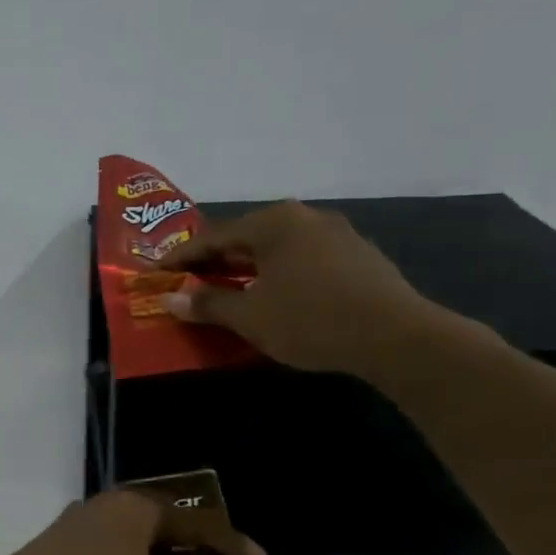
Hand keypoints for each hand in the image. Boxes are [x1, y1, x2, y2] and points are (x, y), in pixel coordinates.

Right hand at [157, 199, 442, 375]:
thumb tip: (170, 300)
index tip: (157, 273)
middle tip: (188, 281)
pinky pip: (303, 259)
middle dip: (215, 261)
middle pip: (246, 238)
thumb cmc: (311, 320)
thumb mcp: (249, 316)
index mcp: (273, 223)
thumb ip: (207, 304)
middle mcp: (304, 217)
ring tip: (228, 289)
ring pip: (277, 248)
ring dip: (248, 268)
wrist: (398, 337)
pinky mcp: (359, 256)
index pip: (213, 237)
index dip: (181, 258)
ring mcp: (337, 234)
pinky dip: (279, 273)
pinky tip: (275, 295)